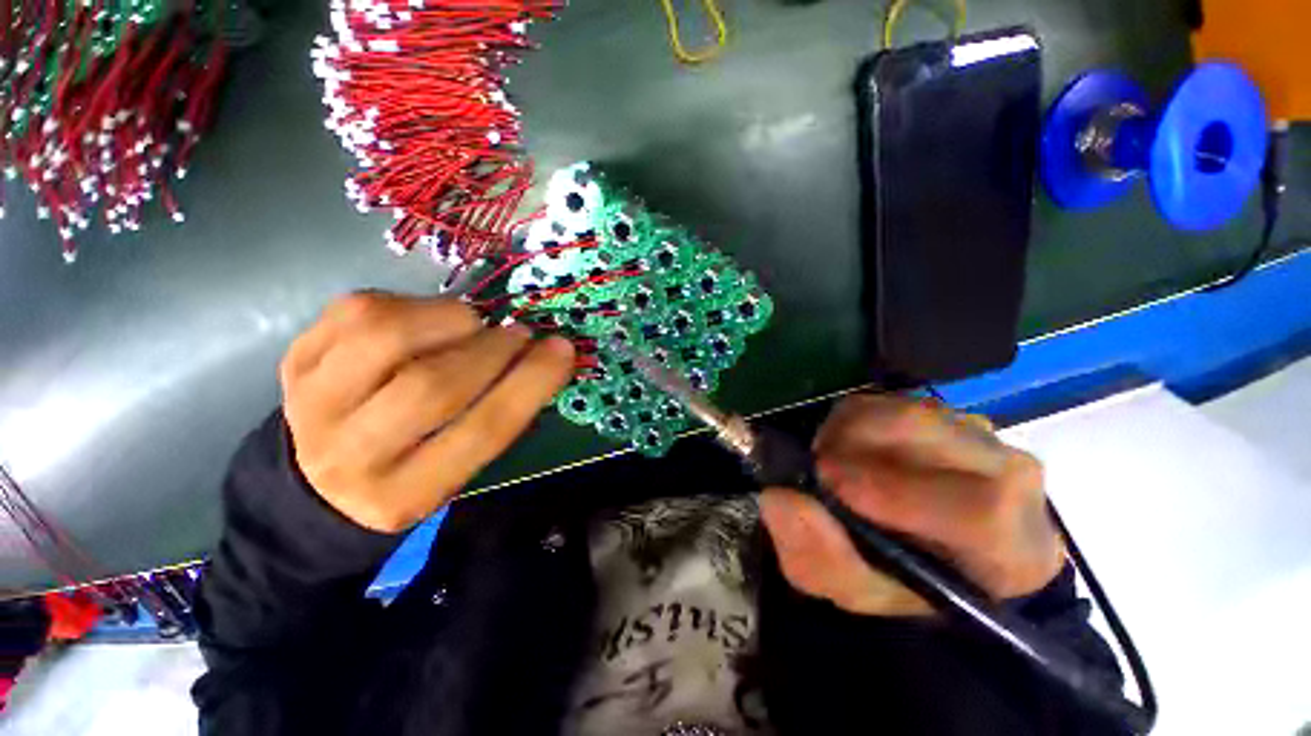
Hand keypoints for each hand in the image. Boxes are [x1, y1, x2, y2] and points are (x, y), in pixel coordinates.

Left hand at [279, 293, 575, 532]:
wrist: (317, 479)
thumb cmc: (410, 470)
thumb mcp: (458, 468)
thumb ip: (497, 418)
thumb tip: (537, 355)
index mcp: (406, 495)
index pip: (484, 431)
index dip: (531, 383)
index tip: (561, 349)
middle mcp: (350, 455)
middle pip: (433, 386)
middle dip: (493, 350)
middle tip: (519, 334)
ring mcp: (312, 402)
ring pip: (386, 337)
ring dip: (451, 318)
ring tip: (475, 323)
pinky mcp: (296, 359)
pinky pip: (359, 310)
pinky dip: (413, 303)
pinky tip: (430, 317)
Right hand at [758, 395, 1063, 615]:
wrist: (934, 551)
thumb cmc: (903, 581)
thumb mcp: (855, 590)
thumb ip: (820, 555)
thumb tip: (780, 497)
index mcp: (1013, 548)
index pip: (978, 509)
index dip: (897, 493)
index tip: (830, 485)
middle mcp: (1011, 477)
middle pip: (930, 436)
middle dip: (853, 445)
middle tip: (814, 468)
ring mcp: (980, 435)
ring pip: (903, 411)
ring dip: (846, 431)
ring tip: (827, 460)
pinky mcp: (946, 412)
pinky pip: (889, 400)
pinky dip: (851, 420)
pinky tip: (843, 447)